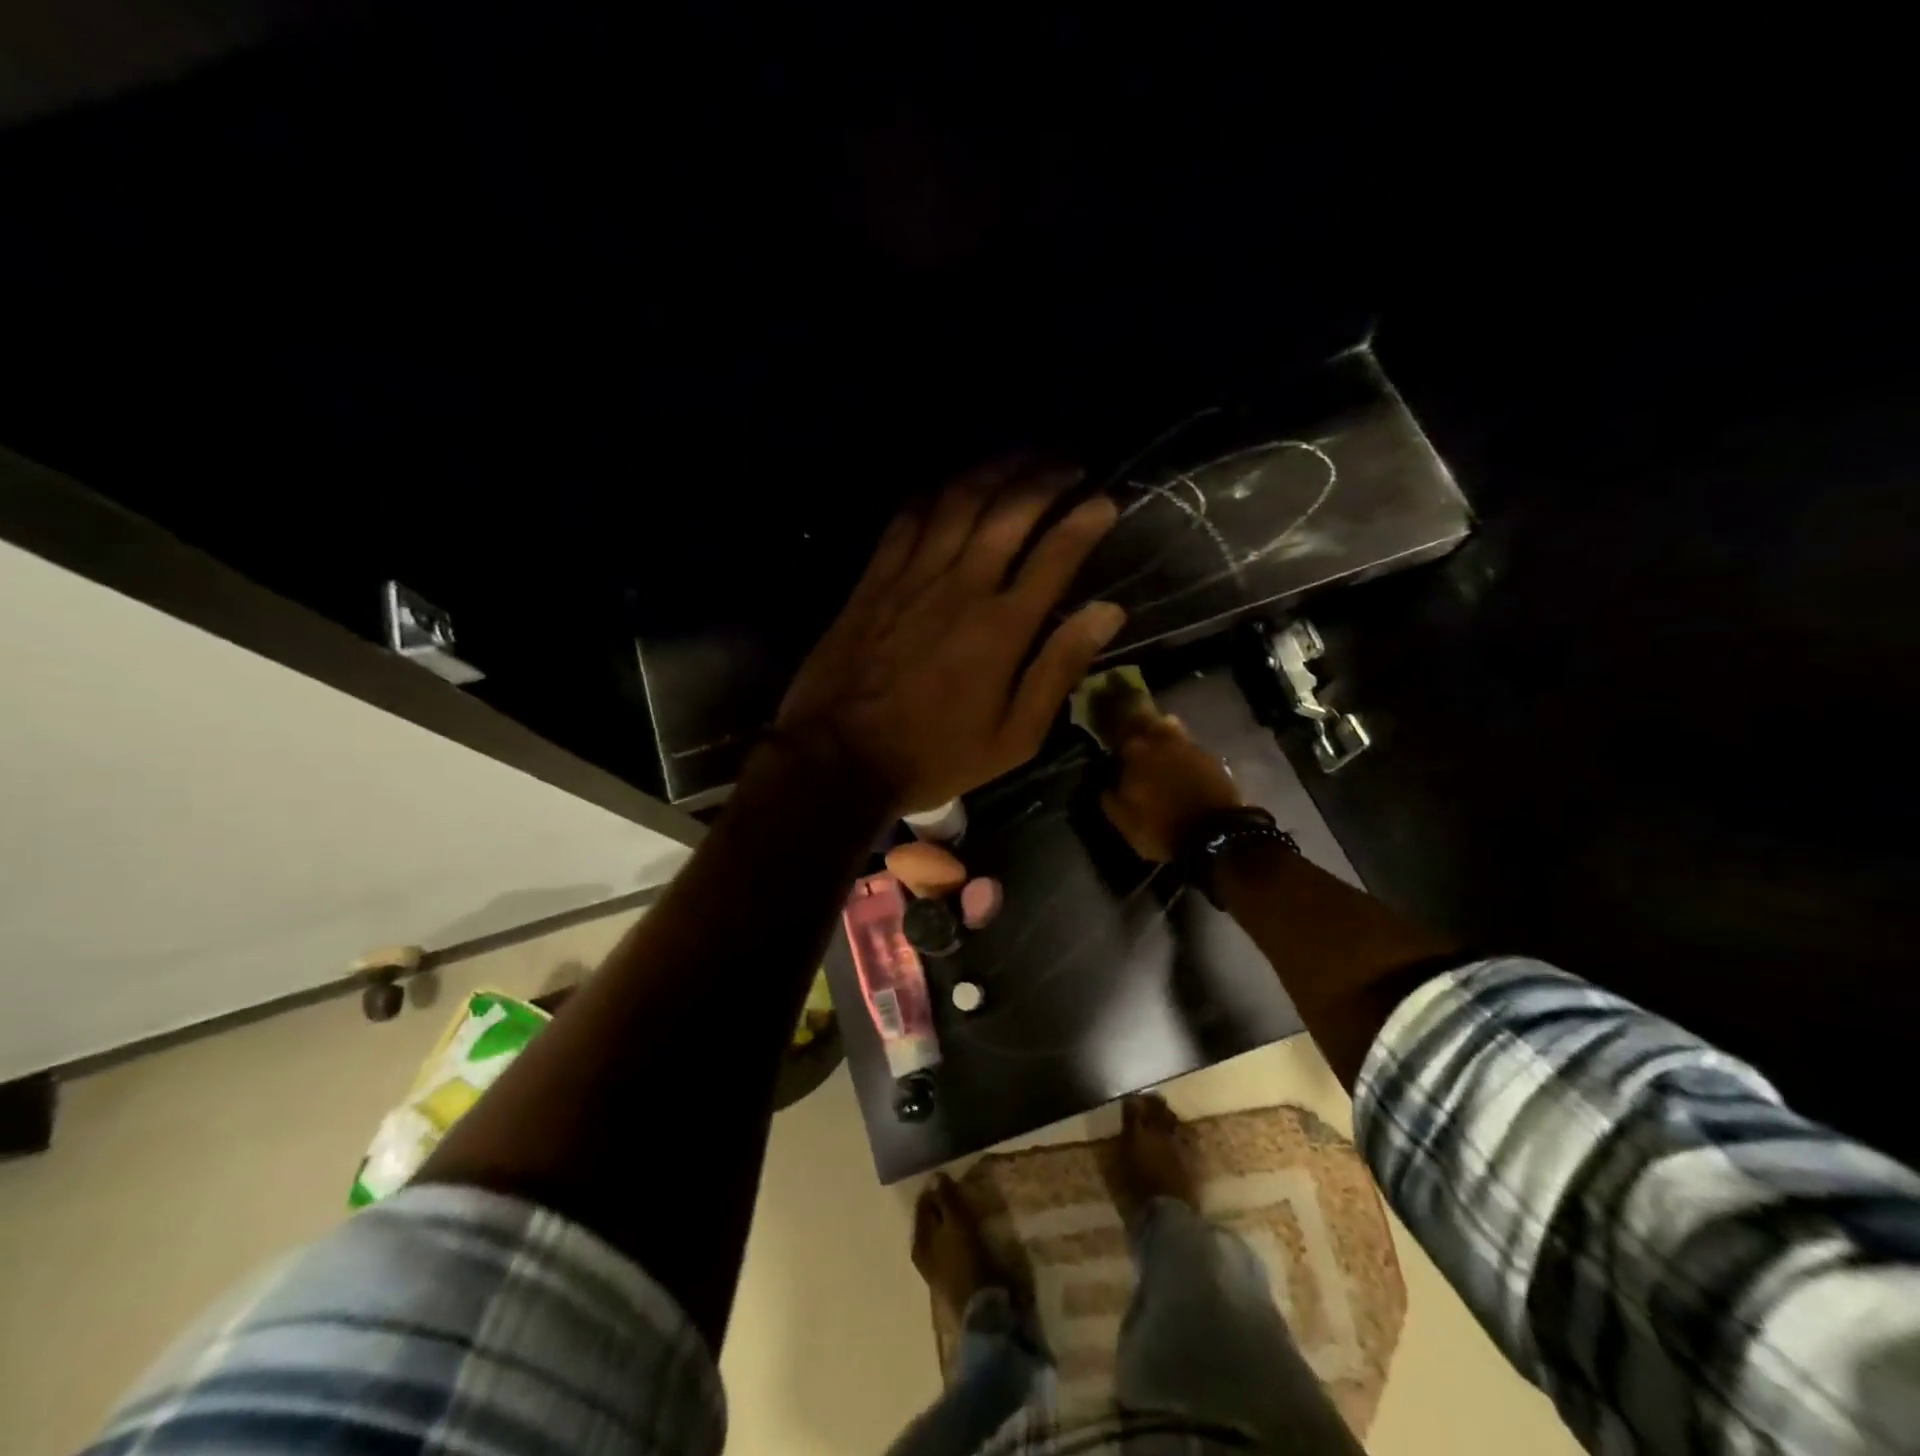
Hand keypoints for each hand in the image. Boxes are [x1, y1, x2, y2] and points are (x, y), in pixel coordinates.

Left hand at [777, 459, 1125, 813]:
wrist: (840, 758)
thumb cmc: (934, 755)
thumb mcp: (1014, 736)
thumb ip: (1059, 669)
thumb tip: (1107, 613)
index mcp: (1003, 626)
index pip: (1057, 553)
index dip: (1086, 520)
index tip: (1106, 501)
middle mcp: (962, 585)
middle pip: (1009, 510)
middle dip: (1045, 476)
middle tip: (1070, 462)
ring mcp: (913, 576)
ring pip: (959, 500)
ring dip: (995, 468)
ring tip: (1022, 454)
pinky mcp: (875, 578)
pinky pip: (907, 516)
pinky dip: (935, 490)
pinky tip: (952, 480)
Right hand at [1100, 714, 1242, 861]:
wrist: (1215, 837)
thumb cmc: (1161, 828)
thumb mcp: (1124, 822)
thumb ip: (1109, 797)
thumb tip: (1105, 784)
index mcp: (1136, 753)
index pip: (1118, 736)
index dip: (1116, 745)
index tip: (1114, 756)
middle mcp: (1162, 742)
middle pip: (1146, 721)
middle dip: (1138, 728)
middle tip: (1135, 745)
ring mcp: (1190, 747)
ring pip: (1171, 729)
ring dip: (1162, 736)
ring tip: (1160, 753)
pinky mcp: (1212, 759)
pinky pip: (1190, 748)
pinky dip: (1183, 754)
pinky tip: (1183, 768)